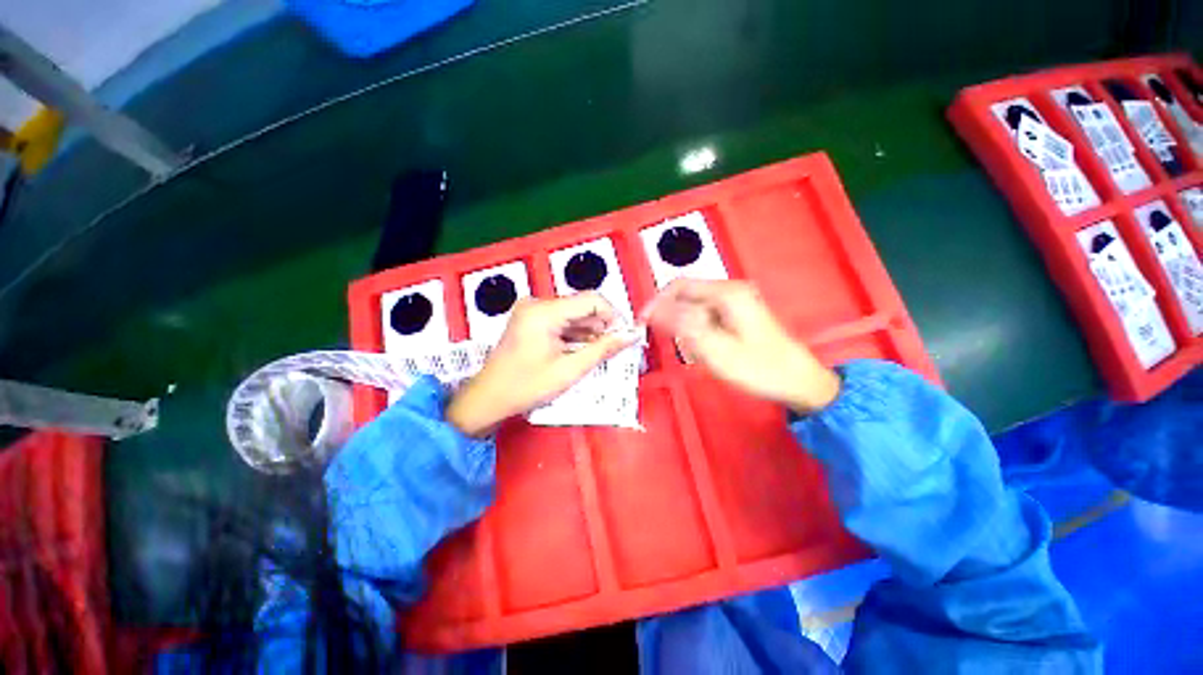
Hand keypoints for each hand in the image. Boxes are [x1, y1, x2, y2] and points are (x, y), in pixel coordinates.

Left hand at [446, 293, 637, 436]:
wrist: (488, 399)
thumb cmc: (525, 387)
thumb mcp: (569, 370)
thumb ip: (603, 349)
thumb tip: (630, 335)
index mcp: (544, 312)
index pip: (591, 300)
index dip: (613, 316)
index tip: (624, 335)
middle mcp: (537, 304)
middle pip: (582, 306)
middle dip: (602, 326)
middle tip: (614, 348)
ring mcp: (532, 311)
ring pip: (573, 314)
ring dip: (589, 332)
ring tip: (599, 353)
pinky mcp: (531, 319)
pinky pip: (561, 321)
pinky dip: (575, 334)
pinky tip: (582, 351)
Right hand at [642, 279, 840, 413]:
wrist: (799, 382)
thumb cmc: (759, 368)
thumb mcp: (715, 349)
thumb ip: (682, 326)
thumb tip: (653, 310)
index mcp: (726, 293)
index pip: (678, 286)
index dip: (657, 303)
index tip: (642, 323)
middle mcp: (730, 290)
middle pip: (686, 295)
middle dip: (672, 318)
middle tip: (670, 344)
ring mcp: (735, 301)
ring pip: (694, 308)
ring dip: (685, 327)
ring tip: (694, 352)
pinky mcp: (736, 314)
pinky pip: (705, 317)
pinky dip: (697, 332)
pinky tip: (705, 350)